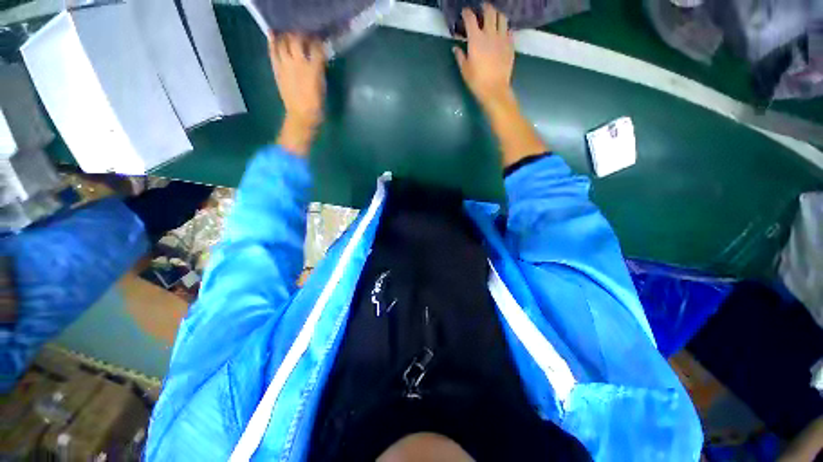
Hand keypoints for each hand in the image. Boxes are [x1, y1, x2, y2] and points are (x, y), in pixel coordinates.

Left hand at [270, 33, 325, 154]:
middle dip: (301, 33)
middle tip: (304, 33)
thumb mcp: (323, 85)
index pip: (316, 47)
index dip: (318, 40)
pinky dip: (272, 41)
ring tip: (289, 32)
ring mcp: (286, 65)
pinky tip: (273, 34)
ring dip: (287, 34)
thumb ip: (319, 68)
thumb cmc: (317, 104)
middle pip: (298, 39)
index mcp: (314, 69)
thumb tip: (318, 56)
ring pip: (284, 42)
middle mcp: (299, 63)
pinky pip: (273, 51)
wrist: (302, 116)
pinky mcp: (277, 69)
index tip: (320, 38)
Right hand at [453, 4, 514, 108]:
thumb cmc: (477, 81)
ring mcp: (502, 38)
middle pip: (490, 12)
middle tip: (482, 8)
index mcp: (476, 39)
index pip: (471, 18)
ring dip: (497, 14)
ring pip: (502, 18)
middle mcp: (490, 34)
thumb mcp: (465, 70)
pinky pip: (509, 30)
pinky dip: (505, 28)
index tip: (464, 12)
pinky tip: (502, 32)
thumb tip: (455, 48)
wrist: (495, 89)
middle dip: (485, 7)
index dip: (467, 13)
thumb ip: (460, 56)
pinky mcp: (510, 45)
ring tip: (494, 17)